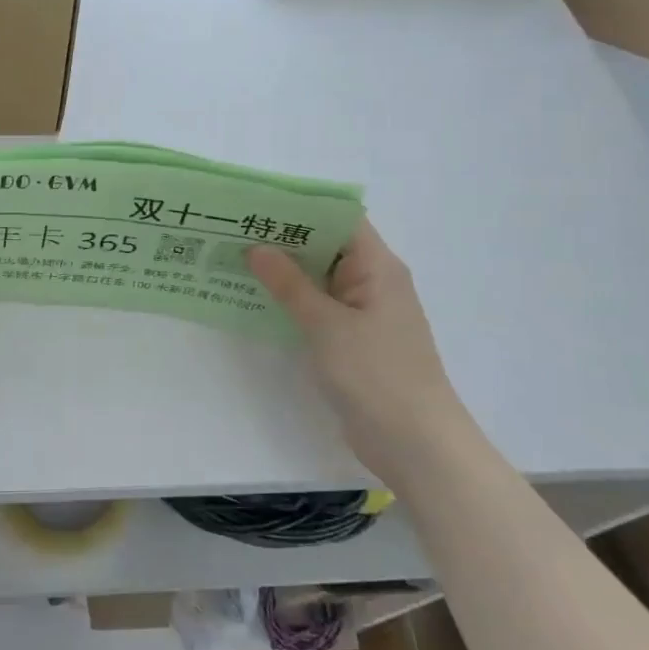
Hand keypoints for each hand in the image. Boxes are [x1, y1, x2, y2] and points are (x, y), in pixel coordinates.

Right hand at [248, 221, 468, 468]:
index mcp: (377, 266)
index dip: (301, 206)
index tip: (257, 204)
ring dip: (283, 271)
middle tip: (232, 230)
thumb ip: (289, 284)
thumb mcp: (326, 324)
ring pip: (318, 278)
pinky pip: (318, 307)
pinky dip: (291, 300)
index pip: (340, 218)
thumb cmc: (376, 374)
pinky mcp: (353, 340)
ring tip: (233, 259)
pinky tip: (254, 299)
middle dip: (283, 237)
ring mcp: (363, 312)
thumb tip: (256, 247)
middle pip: (326, 245)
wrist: (416, 445)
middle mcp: (372, 281)